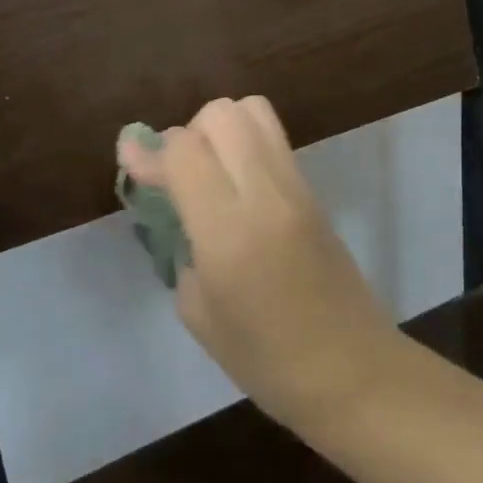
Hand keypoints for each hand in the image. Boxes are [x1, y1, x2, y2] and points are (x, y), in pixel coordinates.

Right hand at [118, 97, 400, 432]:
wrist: (352, 370)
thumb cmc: (266, 361)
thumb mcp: (200, 313)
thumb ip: (182, 247)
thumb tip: (178, 208)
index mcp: (228, 230)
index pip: (184, 150)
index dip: (150, 152)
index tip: (130, 162)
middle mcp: (265, 193)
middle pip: (222, 114)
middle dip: (189, 133)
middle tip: (179, 177)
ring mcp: (296, 186)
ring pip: (254, 112)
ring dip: (221, 129)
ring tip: (210, 174)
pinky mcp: (314, 190)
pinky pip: (274, 140)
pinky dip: (246, 145)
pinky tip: (237, 187)